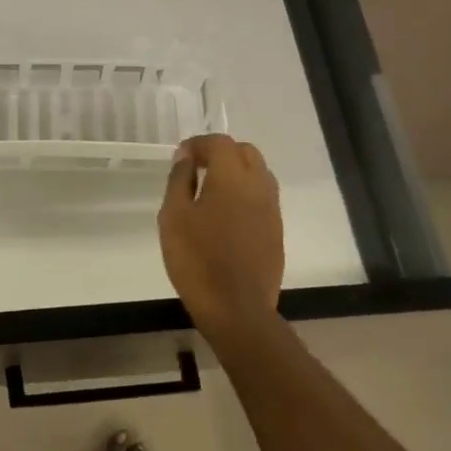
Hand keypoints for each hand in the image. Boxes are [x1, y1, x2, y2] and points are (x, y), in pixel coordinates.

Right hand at [158, 134, 283, 335]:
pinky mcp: (276, 231)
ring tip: (210, 190)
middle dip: (221, 152)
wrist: (237, 308)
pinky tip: (225, 214)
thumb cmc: (197, 259)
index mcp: (232, 177)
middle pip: (245, 152)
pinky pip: (262, 197)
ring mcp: (272, 209)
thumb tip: (186, 157)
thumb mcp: (174, 216)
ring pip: (258, 174)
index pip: (220, 143)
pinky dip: (245, 193)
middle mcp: (259, 185)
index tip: (180, 156)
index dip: (198, 143)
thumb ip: (179, 180)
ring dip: (236, 172)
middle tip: (196, 168)